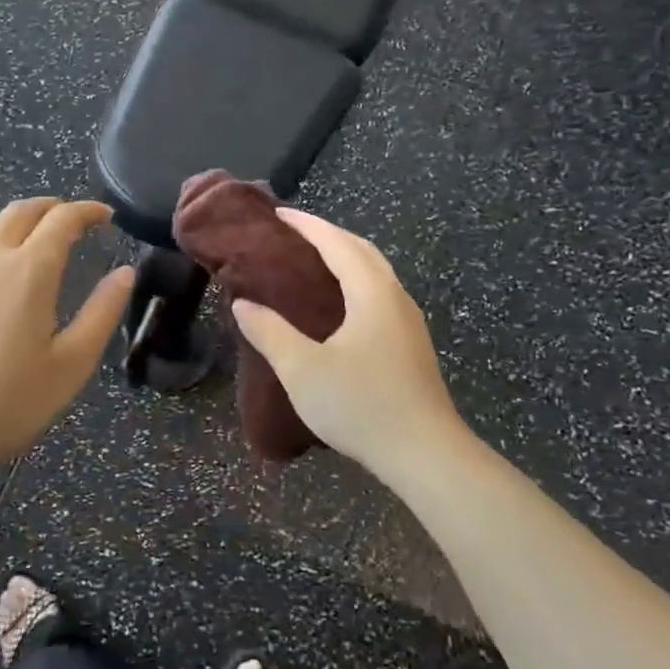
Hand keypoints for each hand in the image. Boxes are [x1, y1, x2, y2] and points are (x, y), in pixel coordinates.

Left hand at [0, 198, 132, 487]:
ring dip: (15, 224)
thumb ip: (102, 312)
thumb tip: (125, 273)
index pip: (62, 219)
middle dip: (51, 207)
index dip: (87, 211)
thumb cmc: (10, 403)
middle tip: (71, 218)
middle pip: (20, 212)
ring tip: (32, 241)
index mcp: (29, 271)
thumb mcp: (72, 363)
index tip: (104, 215)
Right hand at [231, 209, 468, 481]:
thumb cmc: (361, 406)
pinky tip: (339, 306)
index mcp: (371, 293)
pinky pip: (380, 293)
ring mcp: (409, 321)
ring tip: (312, 264)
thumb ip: (270, 332)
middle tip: (292, 235)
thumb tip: (243, 304)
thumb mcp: (302, 370)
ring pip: (375, 272)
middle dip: (328, 235)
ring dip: (345, 257)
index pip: (337, 243)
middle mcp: (395, 297)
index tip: (278, 214)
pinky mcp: (412, 344)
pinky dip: (356, 281)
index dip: (307, 225)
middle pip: (362, 250)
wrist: (425, 454)